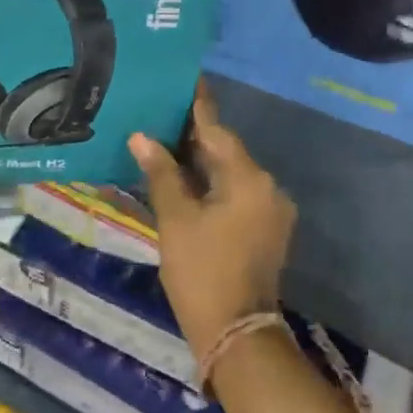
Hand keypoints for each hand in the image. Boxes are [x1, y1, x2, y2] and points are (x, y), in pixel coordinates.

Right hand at [128, 81, 294, 360]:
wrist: (237, 333)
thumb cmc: (202, 271)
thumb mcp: (175, 219)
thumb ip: (161, 173)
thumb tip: (142, 137)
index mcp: (248, 178)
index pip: (217, 130)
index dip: (198, 105)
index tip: (185, 79)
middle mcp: (267, 186)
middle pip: (226, 150)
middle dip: (195, 135)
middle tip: (163, 111)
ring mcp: (270, 210)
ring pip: (231, 173)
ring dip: (202, 161)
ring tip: (167, 141)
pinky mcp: (266, 229)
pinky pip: (237, 193)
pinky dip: (212, 184)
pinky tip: (185, 179)